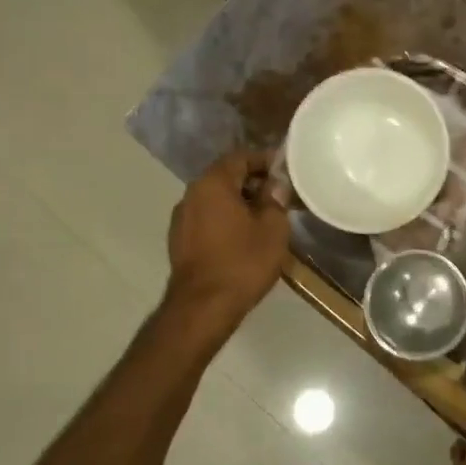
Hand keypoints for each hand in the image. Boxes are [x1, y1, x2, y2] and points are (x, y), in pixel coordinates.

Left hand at [165, 150, 290, 324]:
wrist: (203, 308)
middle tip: (280, 194)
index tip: (286, 170)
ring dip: (240, 201)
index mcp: (213, 183)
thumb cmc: (243, 262)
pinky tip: (244, 236)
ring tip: (265, 216)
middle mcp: (191, 194)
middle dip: (253, 181)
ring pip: (215, 199)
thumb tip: (275, 185)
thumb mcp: (273, 228)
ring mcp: (181, 219)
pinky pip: (207, 218)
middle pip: (226, 176)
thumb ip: (275, 199)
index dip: (265, 159)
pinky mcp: (180, 241)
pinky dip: (226, 219)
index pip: (240, 157)